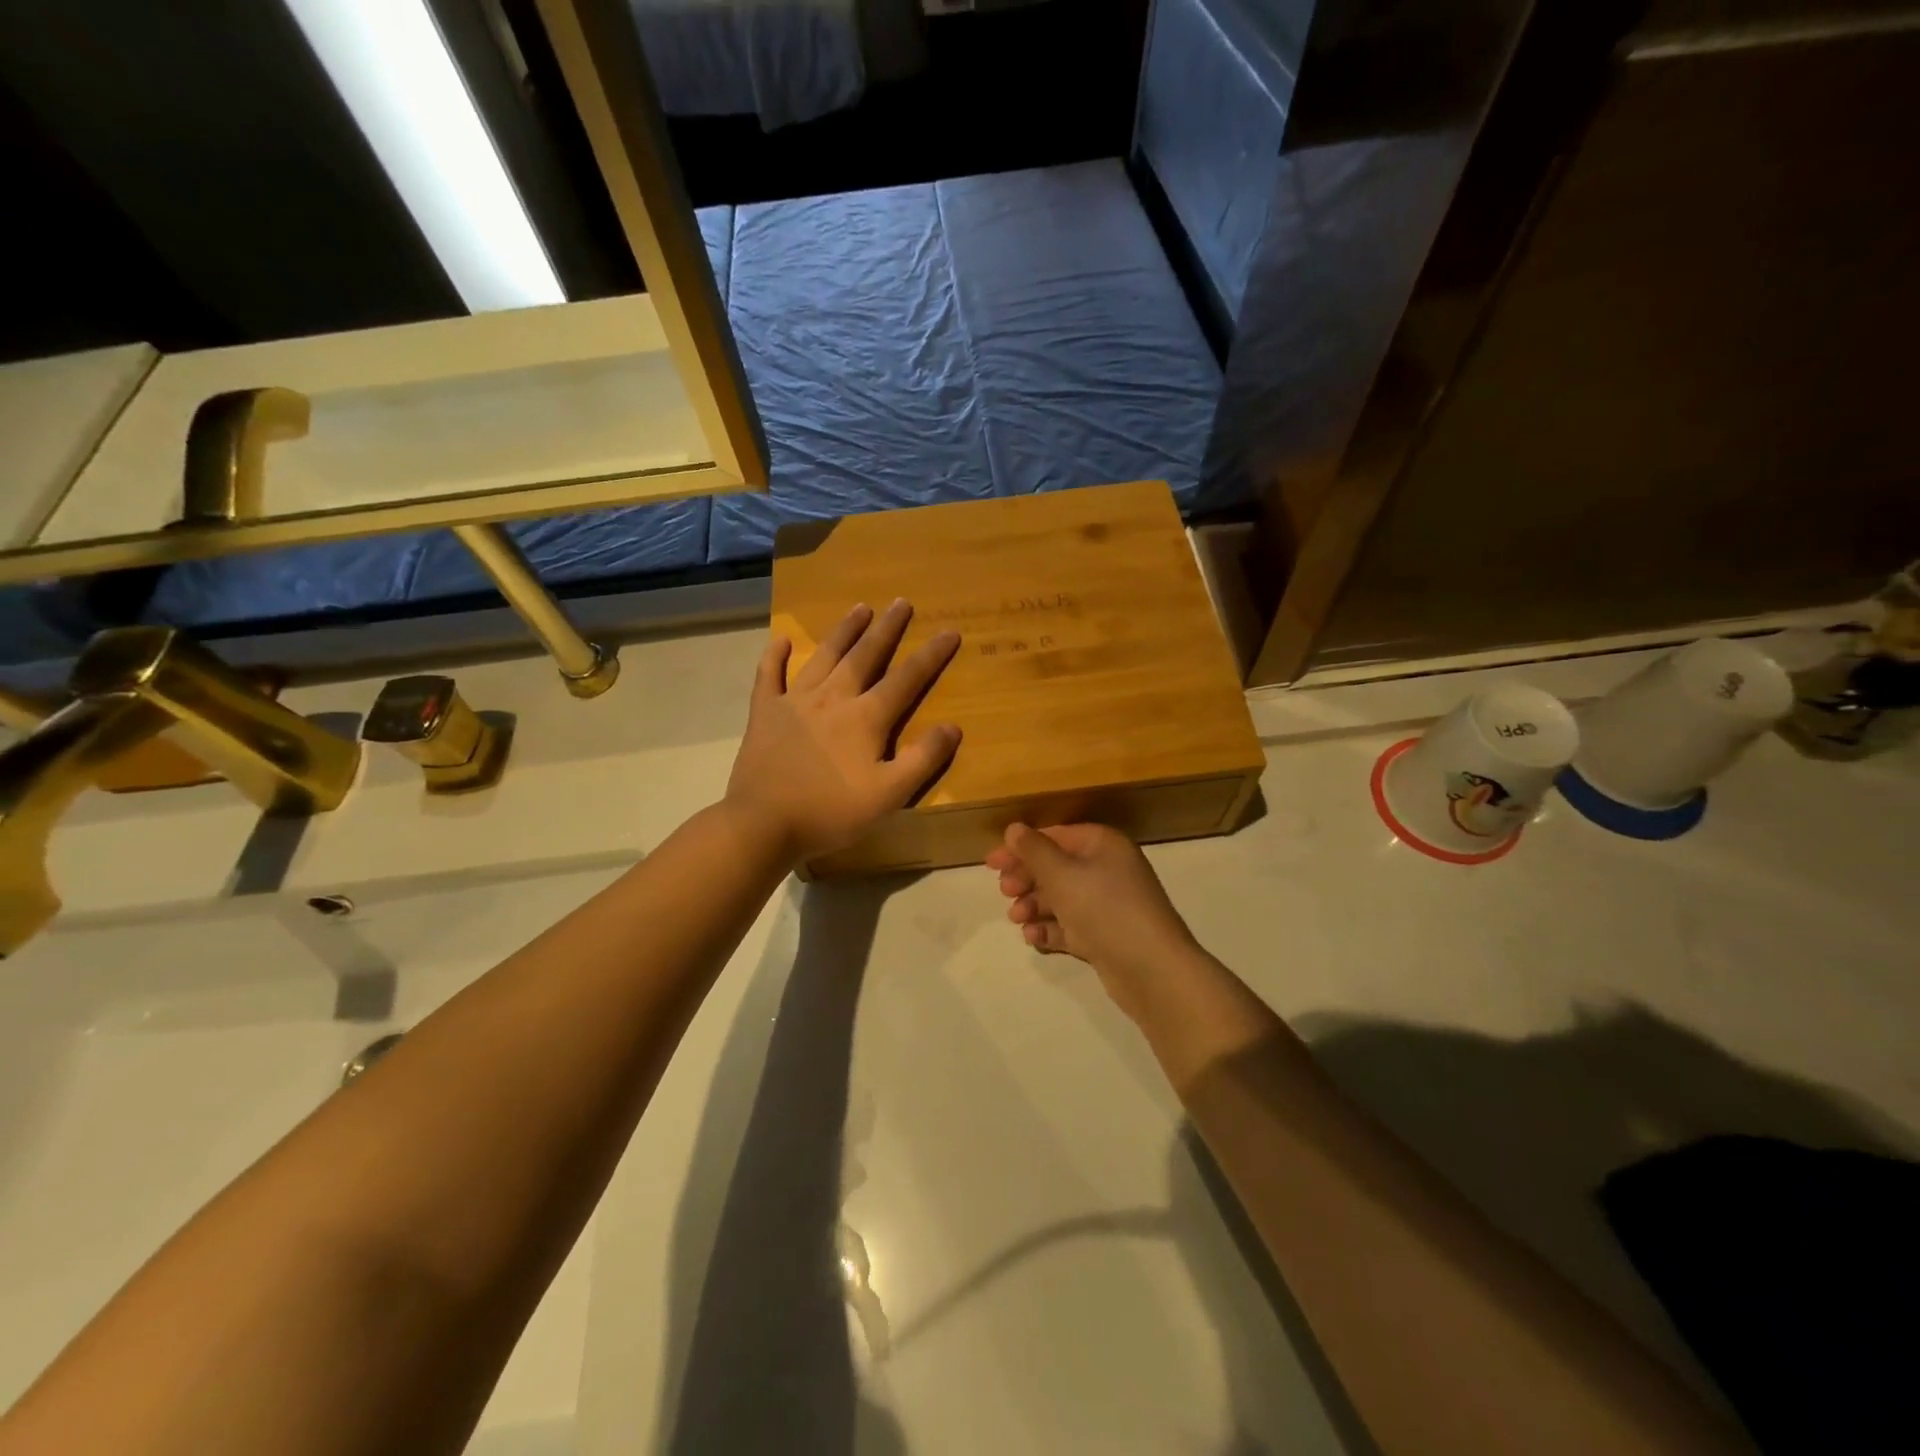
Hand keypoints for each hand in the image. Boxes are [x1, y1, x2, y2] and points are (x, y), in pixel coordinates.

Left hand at [727, 600, 961, 863]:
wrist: (763, 824)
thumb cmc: (831, 812)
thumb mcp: (889, 795)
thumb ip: (922, 759)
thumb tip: (953, 726)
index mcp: (866, 718)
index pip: (907, 679)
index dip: (931, 655)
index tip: (950, 630)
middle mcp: (833, 698)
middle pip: (865, 656)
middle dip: (886, 628)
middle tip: (901, 602)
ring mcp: (795, 701)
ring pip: (824, 657)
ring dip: (844, 631)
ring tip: (860, 608)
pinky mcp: (764, 713)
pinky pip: (769, 676)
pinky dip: (775, 657)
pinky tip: (781, 640)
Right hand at [986, 823, 1202, 1018]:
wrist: (1152, 970)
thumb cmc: (1104, 909)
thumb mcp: (1062, 875)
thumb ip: (1034, 851)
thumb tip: (1014, 828)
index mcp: (1102, 845)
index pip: (1055, 836)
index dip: (1021, 848)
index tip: (990, 864)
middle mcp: (1107, 869)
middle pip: (1057, 867)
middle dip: (1027, 879)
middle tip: (1005, 893)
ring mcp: (1109, 904)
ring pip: (1062, 898)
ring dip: (1035, 905)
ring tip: (1017, 919)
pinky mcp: (1107, 936)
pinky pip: (1071, 925)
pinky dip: (1051, 929)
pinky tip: (1033, 937)